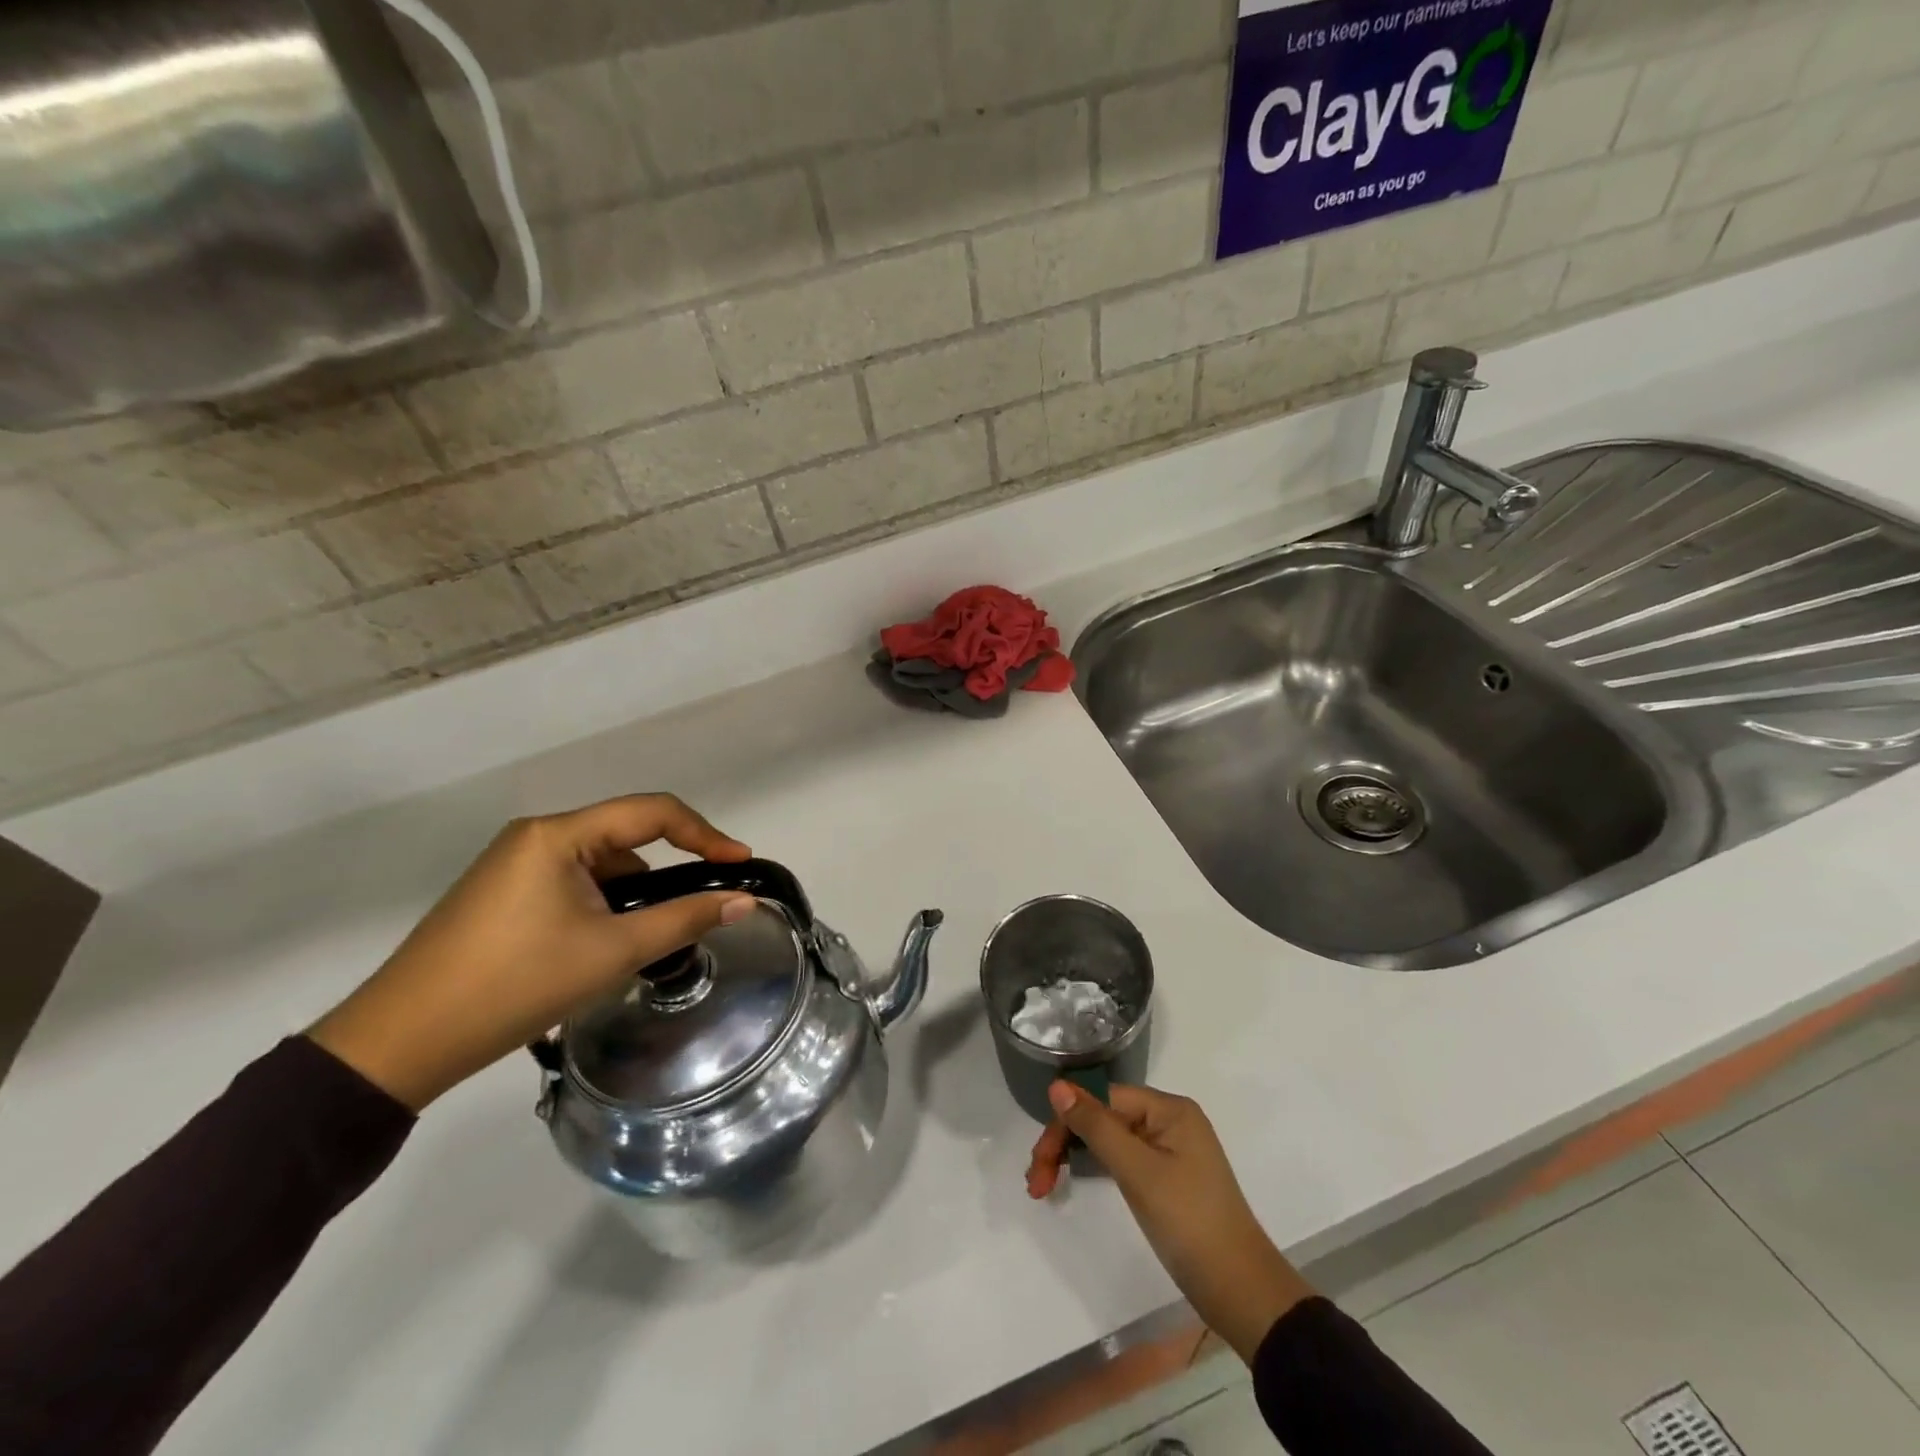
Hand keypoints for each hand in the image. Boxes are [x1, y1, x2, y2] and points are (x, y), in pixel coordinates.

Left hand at [309, 795, 755, 1110]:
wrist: (399, 1044)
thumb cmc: (514, 985)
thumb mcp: (612, 952)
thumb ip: (684, 918)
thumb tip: (744, 901)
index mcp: (558, 835)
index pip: (652, 812)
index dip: (705, 834)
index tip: (740, 864)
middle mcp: (535, 837)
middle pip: (625, 838)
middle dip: (665, 874)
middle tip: (696, 911)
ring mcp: (513, 866)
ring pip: (599, 866)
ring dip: (631, 896)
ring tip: (642, 945)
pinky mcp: (501, 896)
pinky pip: (571, 885)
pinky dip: (600, 908)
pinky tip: (600, 949)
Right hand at [1027, 1081, 1315, 1362]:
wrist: (1241, 1292)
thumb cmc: (1190, 1223)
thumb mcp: (1138, 1172)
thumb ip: (1096, 1126)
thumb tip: (1057, 1085)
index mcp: (1169, 1109)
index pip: (1103, 1099)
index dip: (1067, 1123)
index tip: (1039, 1160)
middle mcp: (1169, 1121)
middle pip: (1103, 1117)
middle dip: (1065, 1143)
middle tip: (1036, 1182)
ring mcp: (1169, 1150)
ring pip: (1109, 1140)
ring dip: (1075, 1157)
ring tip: (1044, 1186)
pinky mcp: (1167, 1179)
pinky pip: (1122, 1160)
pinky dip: (1096, 1169)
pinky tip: (1076, 1181)